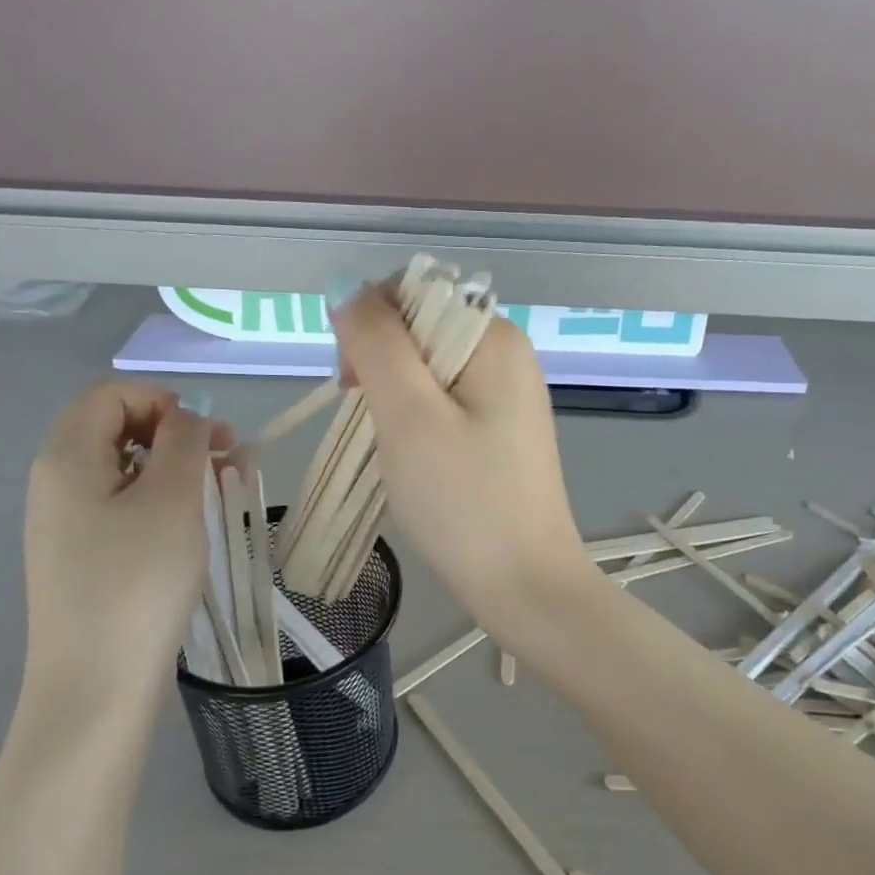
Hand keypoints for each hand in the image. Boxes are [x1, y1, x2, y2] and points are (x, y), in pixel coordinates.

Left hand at [22, 381, 231, 703]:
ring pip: (122, 470)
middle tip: (224, 462)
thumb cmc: (138, 581)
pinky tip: (188, 530)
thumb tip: (188, 418)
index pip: (111, 395)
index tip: (210, 437)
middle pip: (114, 428)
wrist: (96, 683)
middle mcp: (55, 483)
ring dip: (172, 469)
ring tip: (218, 494)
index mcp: (66, 457)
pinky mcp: (80, 557)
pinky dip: (158, 502)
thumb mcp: (172, 499)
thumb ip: (183, 442)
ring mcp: (64, 523)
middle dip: (173, 433)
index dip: (164, 401)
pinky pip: (120, 507)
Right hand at [330, 288, 595, 636]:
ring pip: (428, 373)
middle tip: (374, 427)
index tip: (353, 386)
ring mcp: (509, 396)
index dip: (369, 327)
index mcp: (494, 336)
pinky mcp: (503, 434)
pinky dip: (419, 426)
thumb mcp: (409, 415)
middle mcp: (508, 355)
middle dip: (380, 368)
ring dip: (396, 402)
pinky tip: (419, 463)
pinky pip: (447, 406)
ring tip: (395, 452)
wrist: (525, 583)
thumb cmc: (463, 500)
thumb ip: (377, 343)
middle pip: (419, 331)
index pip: (411, 293)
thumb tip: (349, 291)